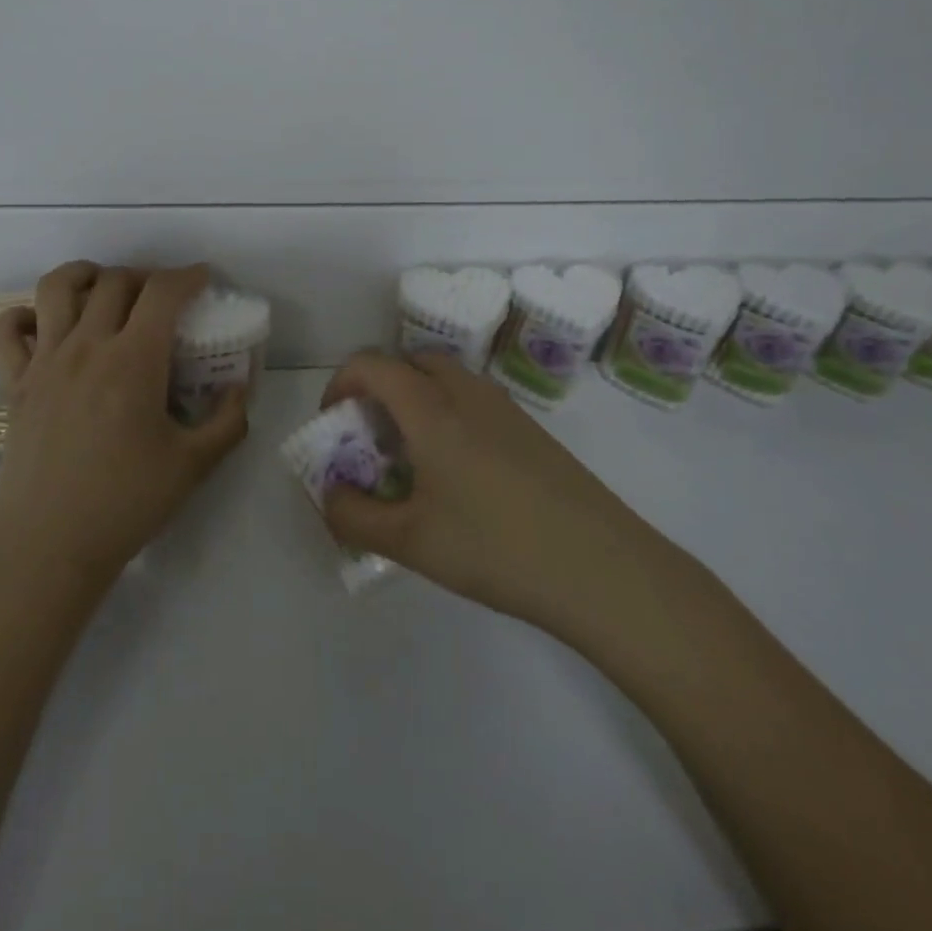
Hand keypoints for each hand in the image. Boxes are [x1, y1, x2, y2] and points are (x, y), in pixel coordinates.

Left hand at [0, 262, 249, 597]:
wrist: (49, 545)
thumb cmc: (126, 503)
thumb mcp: (194, 465)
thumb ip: (228, 421)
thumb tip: (240, 388)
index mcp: (134, 361)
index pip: (163, 292)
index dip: (188, 276)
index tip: (203, 278)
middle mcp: (87, 347)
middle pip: (116, 281)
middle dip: (146, 277)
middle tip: (163, 297)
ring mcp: (45, 361)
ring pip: (57, 287)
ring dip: (86, 275)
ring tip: (103, 288)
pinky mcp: (15, 383)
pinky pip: (6, 331)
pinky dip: (22, 316)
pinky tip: (43, 325)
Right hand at [319, 351, 686, 642]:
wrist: (602, 568)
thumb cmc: (495, 547)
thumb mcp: (409, 542)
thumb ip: (353, 517)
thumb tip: (329, 495)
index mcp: (431, 409)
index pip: (371, 365)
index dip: (340, 384)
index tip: (332, 423)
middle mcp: (467, 393)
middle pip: (410, 362)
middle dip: (379, 387)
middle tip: (371, 436)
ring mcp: (505, 409)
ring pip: (445, 379)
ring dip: (415, 400)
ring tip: (411, 457)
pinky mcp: (531, 430)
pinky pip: (473, 401)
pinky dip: (447, 414)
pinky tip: (458, 474)